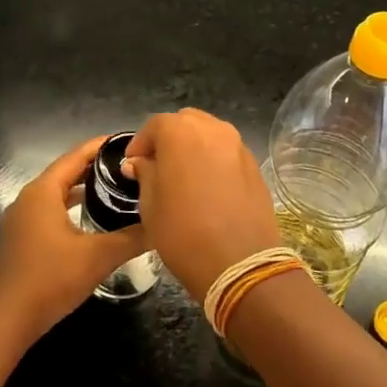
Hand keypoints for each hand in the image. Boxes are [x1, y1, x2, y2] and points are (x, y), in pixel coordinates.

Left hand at [0, 136, 149, 340]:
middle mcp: (28, 198)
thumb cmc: (51, 279)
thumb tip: (161, 224)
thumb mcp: (98, 257)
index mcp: (43, 191)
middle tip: (129, 165)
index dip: (101, 146)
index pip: (75, 156)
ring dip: (83, 187)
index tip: (128, 141)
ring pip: (57, 192)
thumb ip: (132, 237)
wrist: (8, 319)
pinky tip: (91, 217)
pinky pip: (50, 210)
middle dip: (95, 166)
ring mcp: (21, 218)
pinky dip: (71, 206)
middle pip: (65, 171)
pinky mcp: (21, 237)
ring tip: (115, 187)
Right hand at [124, 110, 281, 300]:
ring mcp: (238, 146)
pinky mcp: (254, 165)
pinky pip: (227, 153)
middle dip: (169, 139)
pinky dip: (213, 160)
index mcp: (181, 132)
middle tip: (157, 166)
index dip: (140, 143)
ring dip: (193, 147)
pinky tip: (207, 187)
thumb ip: (145, 174)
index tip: (132, 164)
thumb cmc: (183, 232)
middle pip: (185, 123)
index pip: (155, 125)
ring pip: (209, 134)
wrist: (239, 263)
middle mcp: (213, 129)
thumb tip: (140, 162)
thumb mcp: (150, 205)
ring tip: (183, 175)